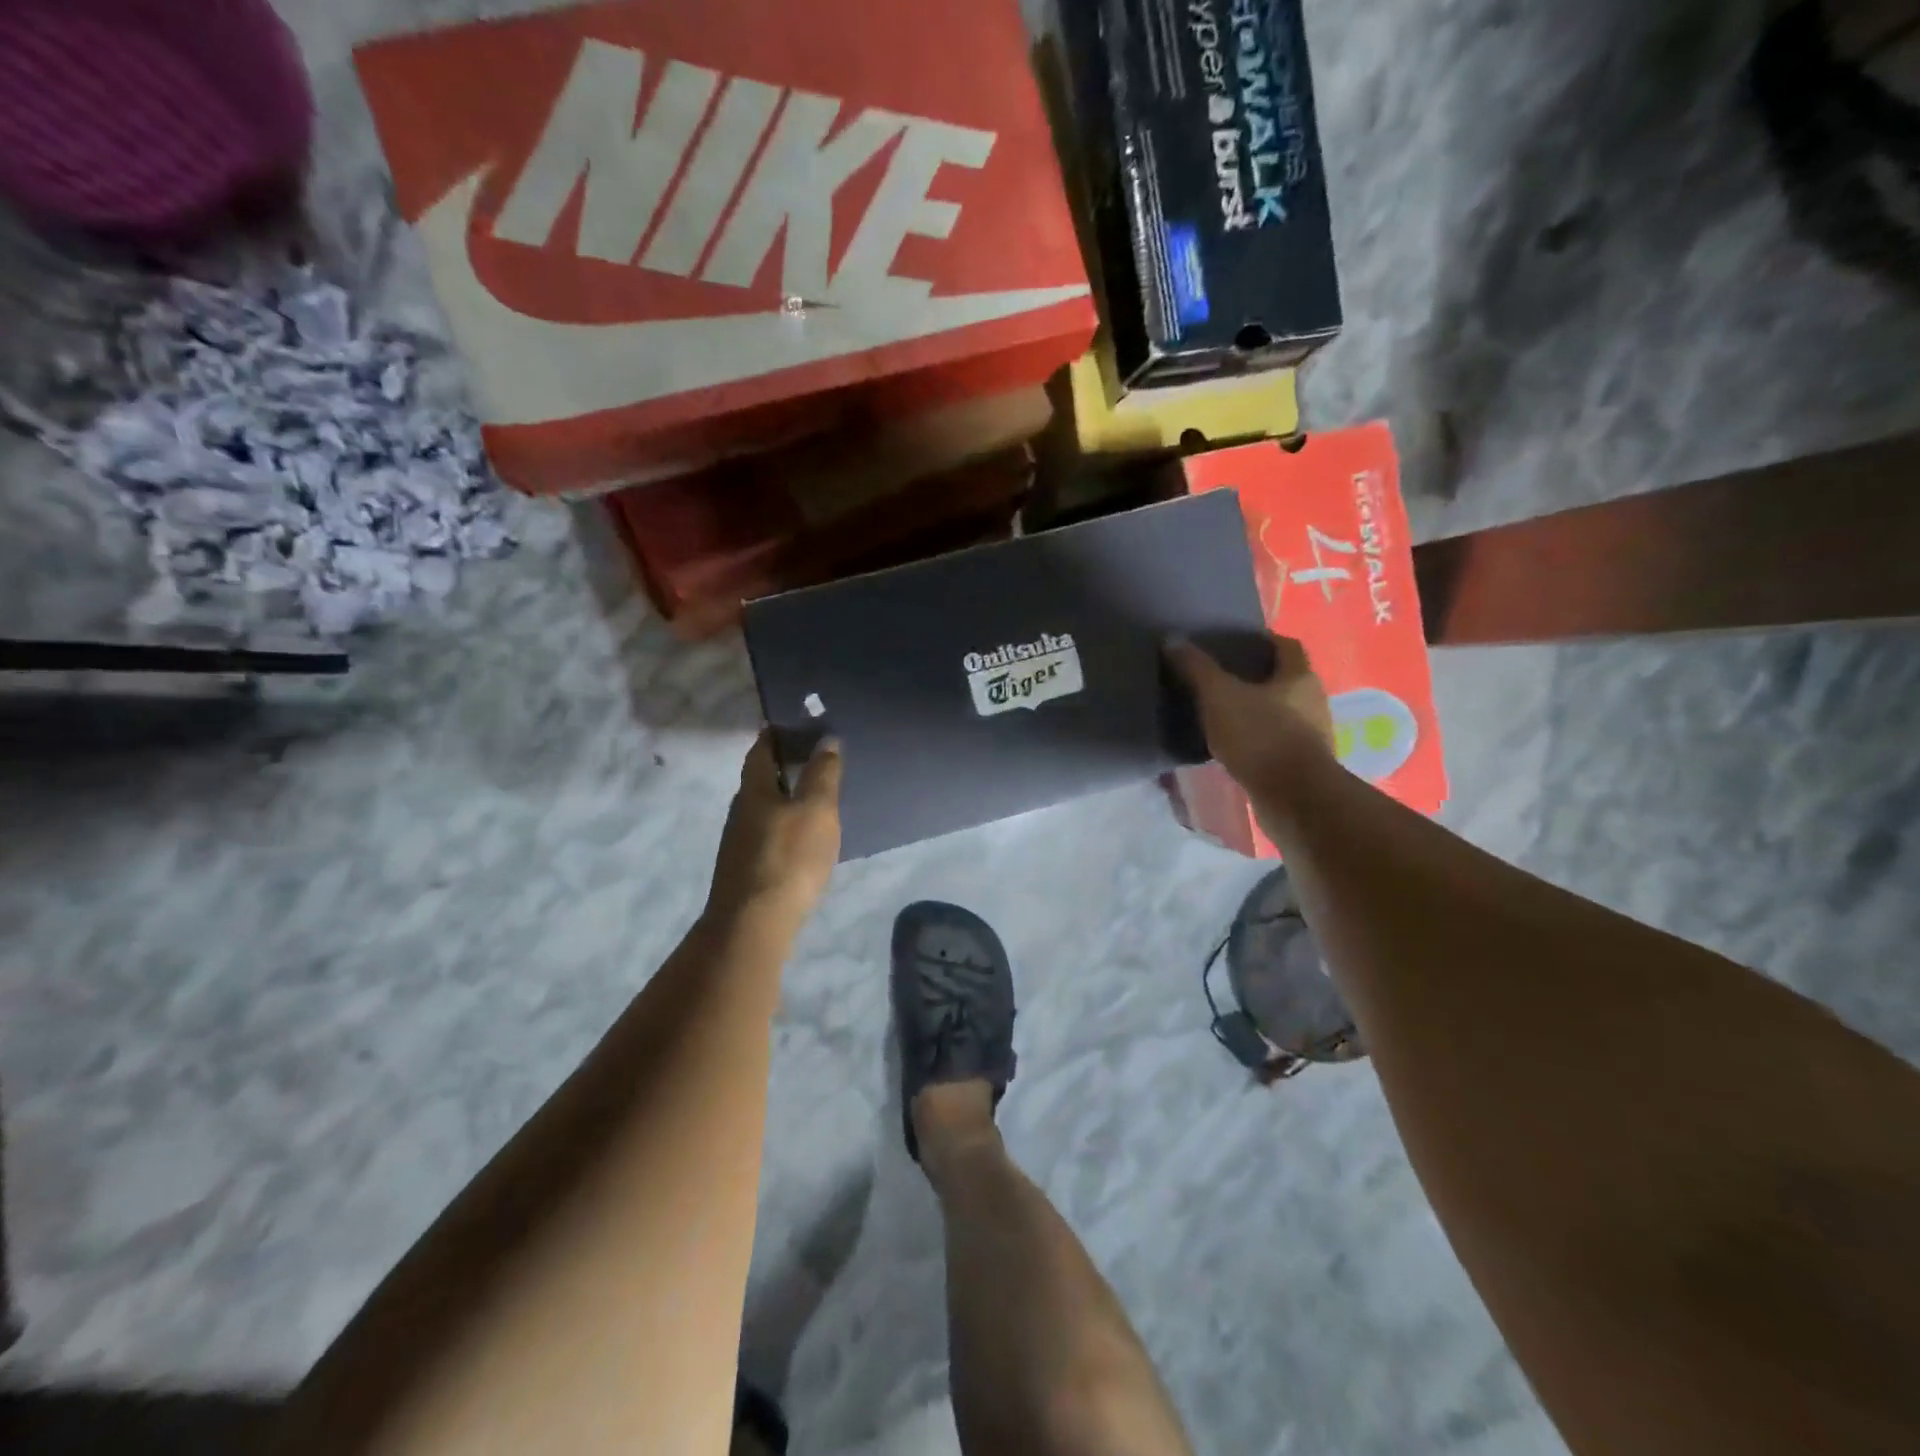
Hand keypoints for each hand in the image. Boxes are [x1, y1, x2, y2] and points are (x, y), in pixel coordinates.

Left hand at [706, 731, 843, 932]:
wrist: (754, 923)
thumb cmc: (788, 857)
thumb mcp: (816, 810)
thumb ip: (822, 774)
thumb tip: (826, 739)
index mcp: (754, 790)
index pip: (761, 750)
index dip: (775, 734)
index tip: (795, 723)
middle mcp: (741, 811)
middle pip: (760, 779)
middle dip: (783, 766)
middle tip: (815, 758)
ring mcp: (740, 842)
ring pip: (764, 808)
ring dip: (785, 797)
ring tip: (815, 797)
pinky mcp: (747, 868)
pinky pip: (768, 833)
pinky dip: (785, 824)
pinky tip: (803, 836)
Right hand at [1167, 633, 1335, 795]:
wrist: (1293, 797)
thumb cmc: (1260, 736)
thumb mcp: (1220, 697)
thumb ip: (1197, 669)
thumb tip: (1171, 640)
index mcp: (1300, 677)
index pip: (1287, 646)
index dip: (1264, 641)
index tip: (1236, 643)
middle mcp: (1313, 701)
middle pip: (1285, 680)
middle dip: (1257, 677)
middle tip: (1222, 677)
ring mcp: (1311, 735)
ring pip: (1282, 712)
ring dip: (1257, 711)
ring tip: (1222, 713)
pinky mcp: (1301, 765)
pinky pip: (1276, 742)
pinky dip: (1257, 739)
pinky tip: (1233, 746)